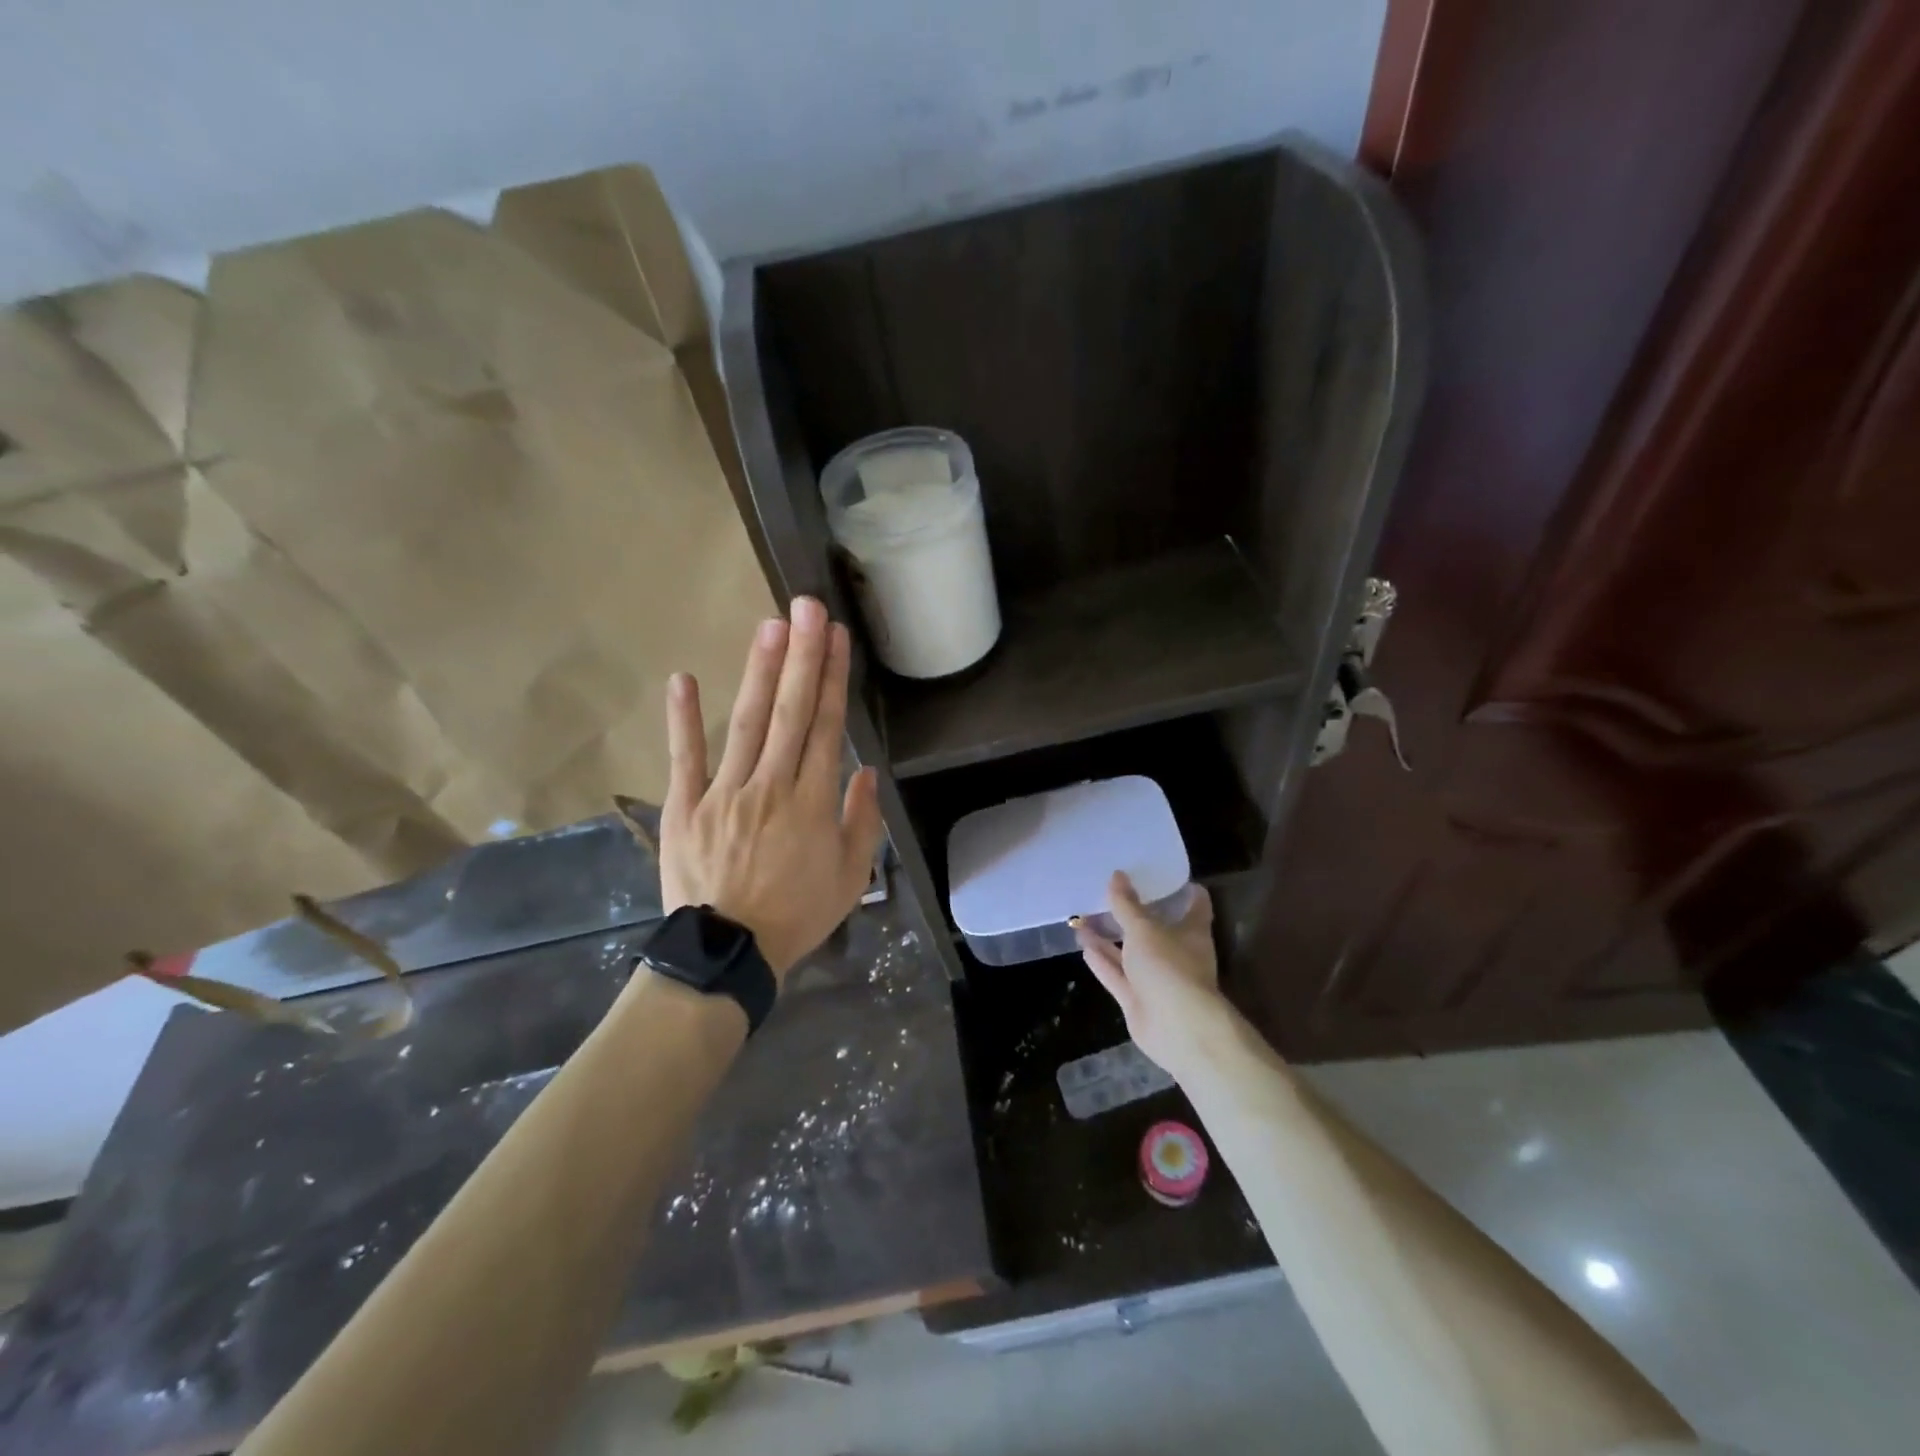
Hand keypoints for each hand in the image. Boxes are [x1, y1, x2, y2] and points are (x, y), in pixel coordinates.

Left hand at [659, 596, 885, 977]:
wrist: (728, 954)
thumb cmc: (796, 916)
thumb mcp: (849, 878)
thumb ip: (861, 822)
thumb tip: (864, 773)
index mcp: (812, 803)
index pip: (826, 728)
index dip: (832, 679)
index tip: (837, 638)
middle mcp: (770, 786)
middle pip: (790, 713)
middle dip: (801, 656)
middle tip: (807, 607)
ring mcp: (723, 793)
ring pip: (746, 724)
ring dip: (759, 673)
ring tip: (770, 627)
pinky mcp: (684, 807)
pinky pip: (684, 759)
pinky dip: (683, 720)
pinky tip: (684, 678)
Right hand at [1073, 872, 1228, 1082]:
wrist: (1176, 1029)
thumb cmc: (1170, 967)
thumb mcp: (1144, 929)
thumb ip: (1126, 905)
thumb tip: (1116, 875)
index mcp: (1192, 932)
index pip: (1195, 904)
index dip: (1181, 889)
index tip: (1162, 873)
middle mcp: (1177, 953)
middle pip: (1156, 928)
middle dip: (1134, 913)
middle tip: (1111, 891)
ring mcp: (1157, 978)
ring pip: (1130, 952)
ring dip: (1109, 937)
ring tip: (1085, 915)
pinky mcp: (1138, 999)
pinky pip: (1117, 975)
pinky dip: (1102, 961)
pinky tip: (1083, 945)